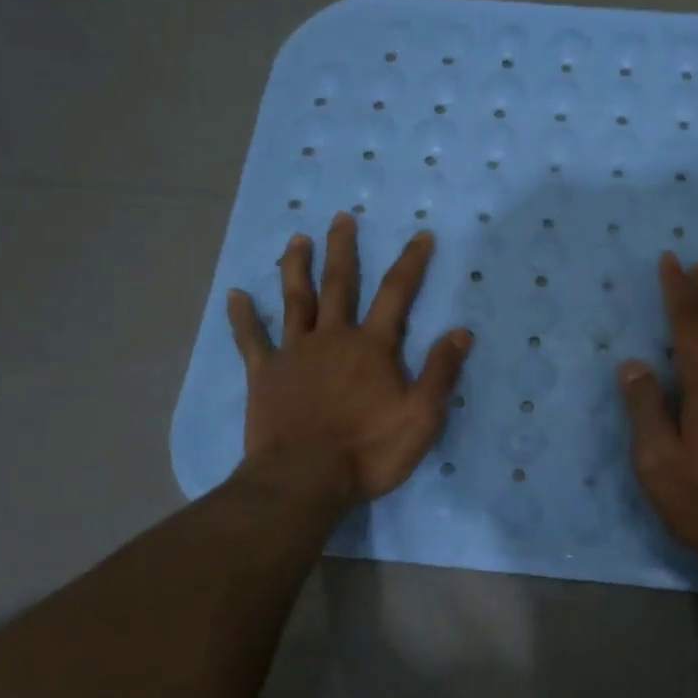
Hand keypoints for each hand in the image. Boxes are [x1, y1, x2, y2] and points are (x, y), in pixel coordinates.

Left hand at [227, 212, 472, 504]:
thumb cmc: (369, 450)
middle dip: (344, 249)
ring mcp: (294, 353)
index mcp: (373, 346)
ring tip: (297, 239)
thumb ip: (441, 372)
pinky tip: (235, 296)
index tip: (421, 235)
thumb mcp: (422, 416)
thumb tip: (461, 331)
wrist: (304, 480)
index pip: (397, 294)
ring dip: (296, 267)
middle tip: (341, 218)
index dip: (412, 263)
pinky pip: (251, 340)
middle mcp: (333, 338)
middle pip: (340, 284)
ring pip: (295, 300)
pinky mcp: (265, 375)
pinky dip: (243, 317)